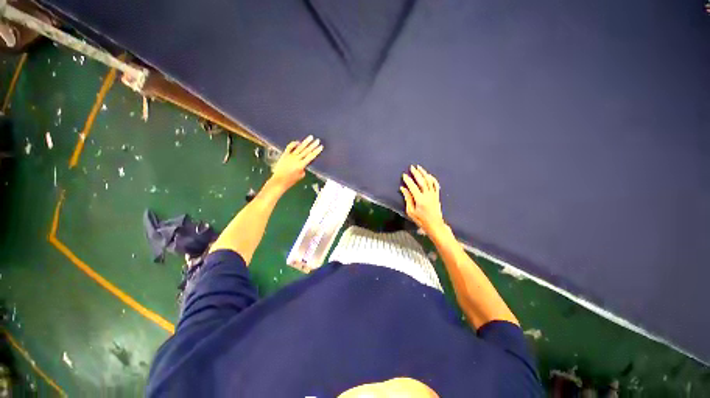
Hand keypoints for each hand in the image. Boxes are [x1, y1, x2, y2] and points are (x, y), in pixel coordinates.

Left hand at [270, 135, 323, 191]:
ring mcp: (290, 156)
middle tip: (318, 140)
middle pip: (306, 151)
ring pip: (299, 147)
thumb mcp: (301, 176)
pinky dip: (294, 143)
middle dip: (313, 145)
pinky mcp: (284, 155)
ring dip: (306, 142)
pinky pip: (289, 147)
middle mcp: (296, 159)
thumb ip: (303, 168)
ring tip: (310, 137)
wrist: (279, 180)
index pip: (311, 157)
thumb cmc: (291, 180)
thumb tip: (304, 162)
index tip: (321, 147)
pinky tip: (298, 141)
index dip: (316, 151)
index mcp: (301, 165)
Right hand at [400, 165, 446, 234]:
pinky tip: (428, 175)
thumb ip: (407, 199)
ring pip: (429, 181)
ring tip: (419, 167)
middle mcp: (428, 195)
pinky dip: (432, 179)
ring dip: (424, 173)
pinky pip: (435, 185)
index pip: (413, 187)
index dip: (408, 180)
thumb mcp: (411, 211)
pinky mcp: (437, 195)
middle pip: (422, 181)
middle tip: (411, 167)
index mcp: (420, 200)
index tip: (404, 175)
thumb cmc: (421, 220)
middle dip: (416, 173)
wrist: (435, 225)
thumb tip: (403, 189)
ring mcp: (434, 195)